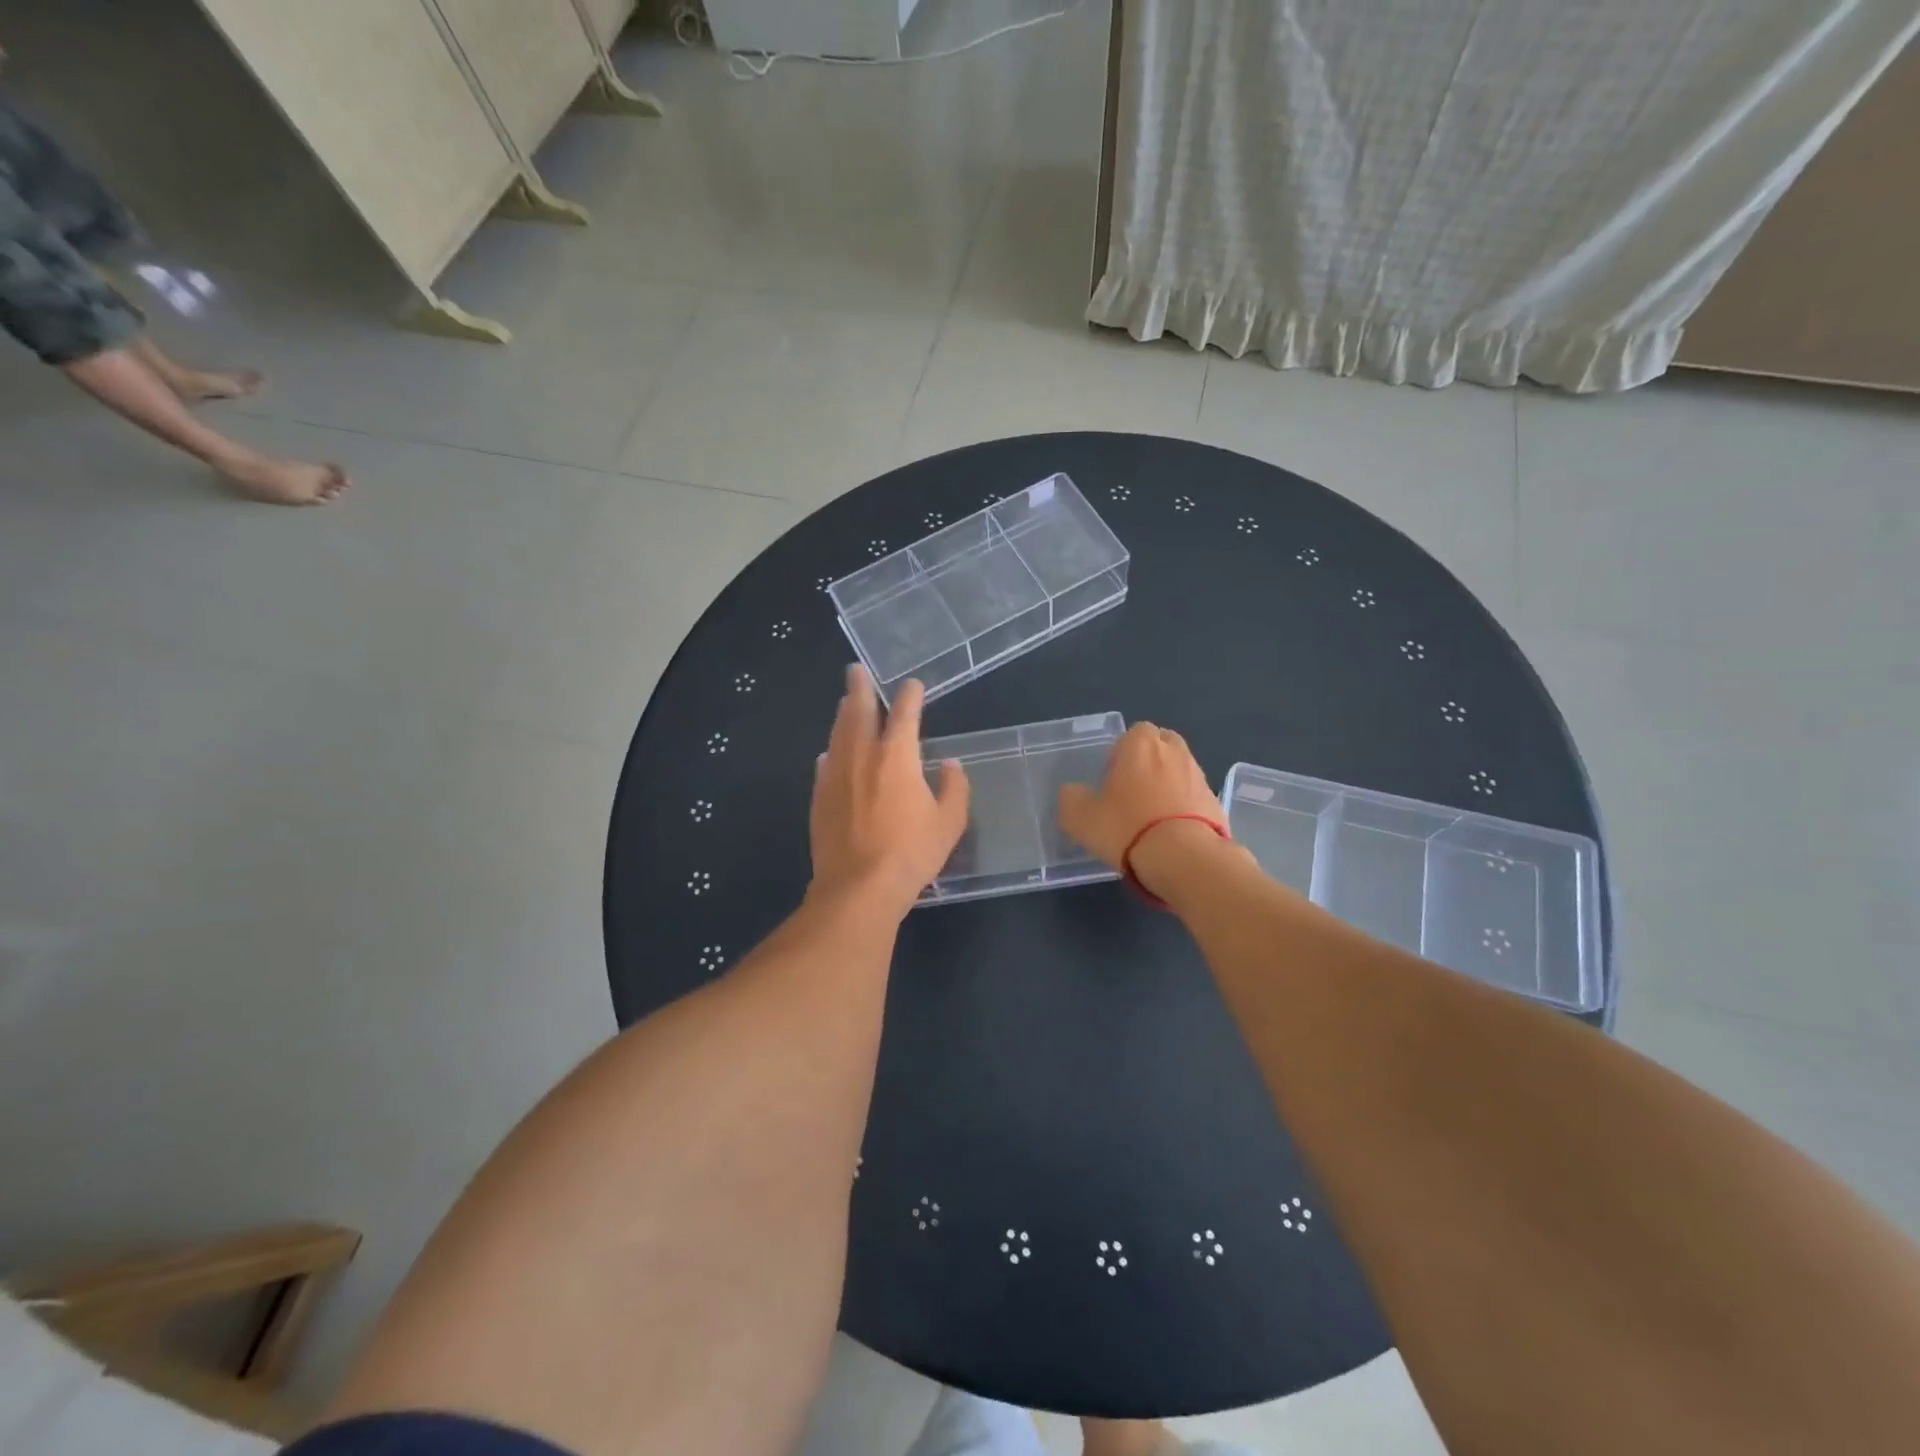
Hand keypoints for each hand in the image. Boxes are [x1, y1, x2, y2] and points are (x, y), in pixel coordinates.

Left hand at [810, 665, 968, 917]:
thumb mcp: (949, 823)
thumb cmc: (911, 853)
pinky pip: (825, 764)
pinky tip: (830, 754)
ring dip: (843, 714)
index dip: (910, 695)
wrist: (858, 887)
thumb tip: (950, 766)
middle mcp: (862, 756)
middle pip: (858, 712)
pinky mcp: (819, 797)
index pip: (905, 714)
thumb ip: (954, 789)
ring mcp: (836, 775)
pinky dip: (831, 752)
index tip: (912, 685)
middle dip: (859, 688)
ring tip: (845, 702)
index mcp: (897, 756)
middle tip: (855, 670)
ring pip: (838, 734)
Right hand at [1057, 723, 1224, 872]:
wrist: (1184, 858)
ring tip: (1152, 817)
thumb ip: (1071, 798)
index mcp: (1141, 744)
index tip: (1113, 778)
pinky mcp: (1216, 803)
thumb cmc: (1126, 827)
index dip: (1122, 752)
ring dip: (1168, 785)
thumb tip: (1073, 792)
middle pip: (1162, 745)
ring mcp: (1199, 777)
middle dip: (1150, 761)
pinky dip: (1184, 808)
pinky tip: (1171, 833)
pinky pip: (1194, 797)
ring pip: (1180, 771)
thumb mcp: (1080, 817)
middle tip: (1133, 791)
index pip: (1134, 732)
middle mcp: (1174, 752)